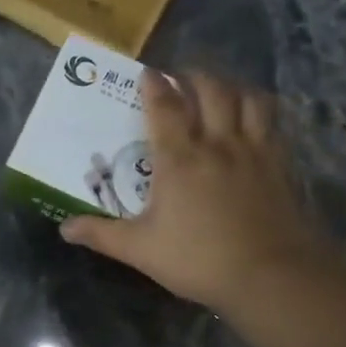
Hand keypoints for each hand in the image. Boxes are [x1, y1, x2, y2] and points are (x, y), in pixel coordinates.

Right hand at [60, 69, 336, 313]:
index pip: (163, 108)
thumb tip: (64, 228)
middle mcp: (217, 143)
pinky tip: (254, 119)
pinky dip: (259, 110)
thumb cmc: (197, 260)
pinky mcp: (280, 164)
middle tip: (182, 78)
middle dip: (193, 77)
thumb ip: (101, 234)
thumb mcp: (140, 250)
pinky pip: (272, 122)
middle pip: (210, 90)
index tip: (147, 72)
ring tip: (220, 89)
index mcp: (179, 159)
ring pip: (246, 99)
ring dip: (230, 86)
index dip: (153, 86)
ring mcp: (254, 150)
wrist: (268, 274)